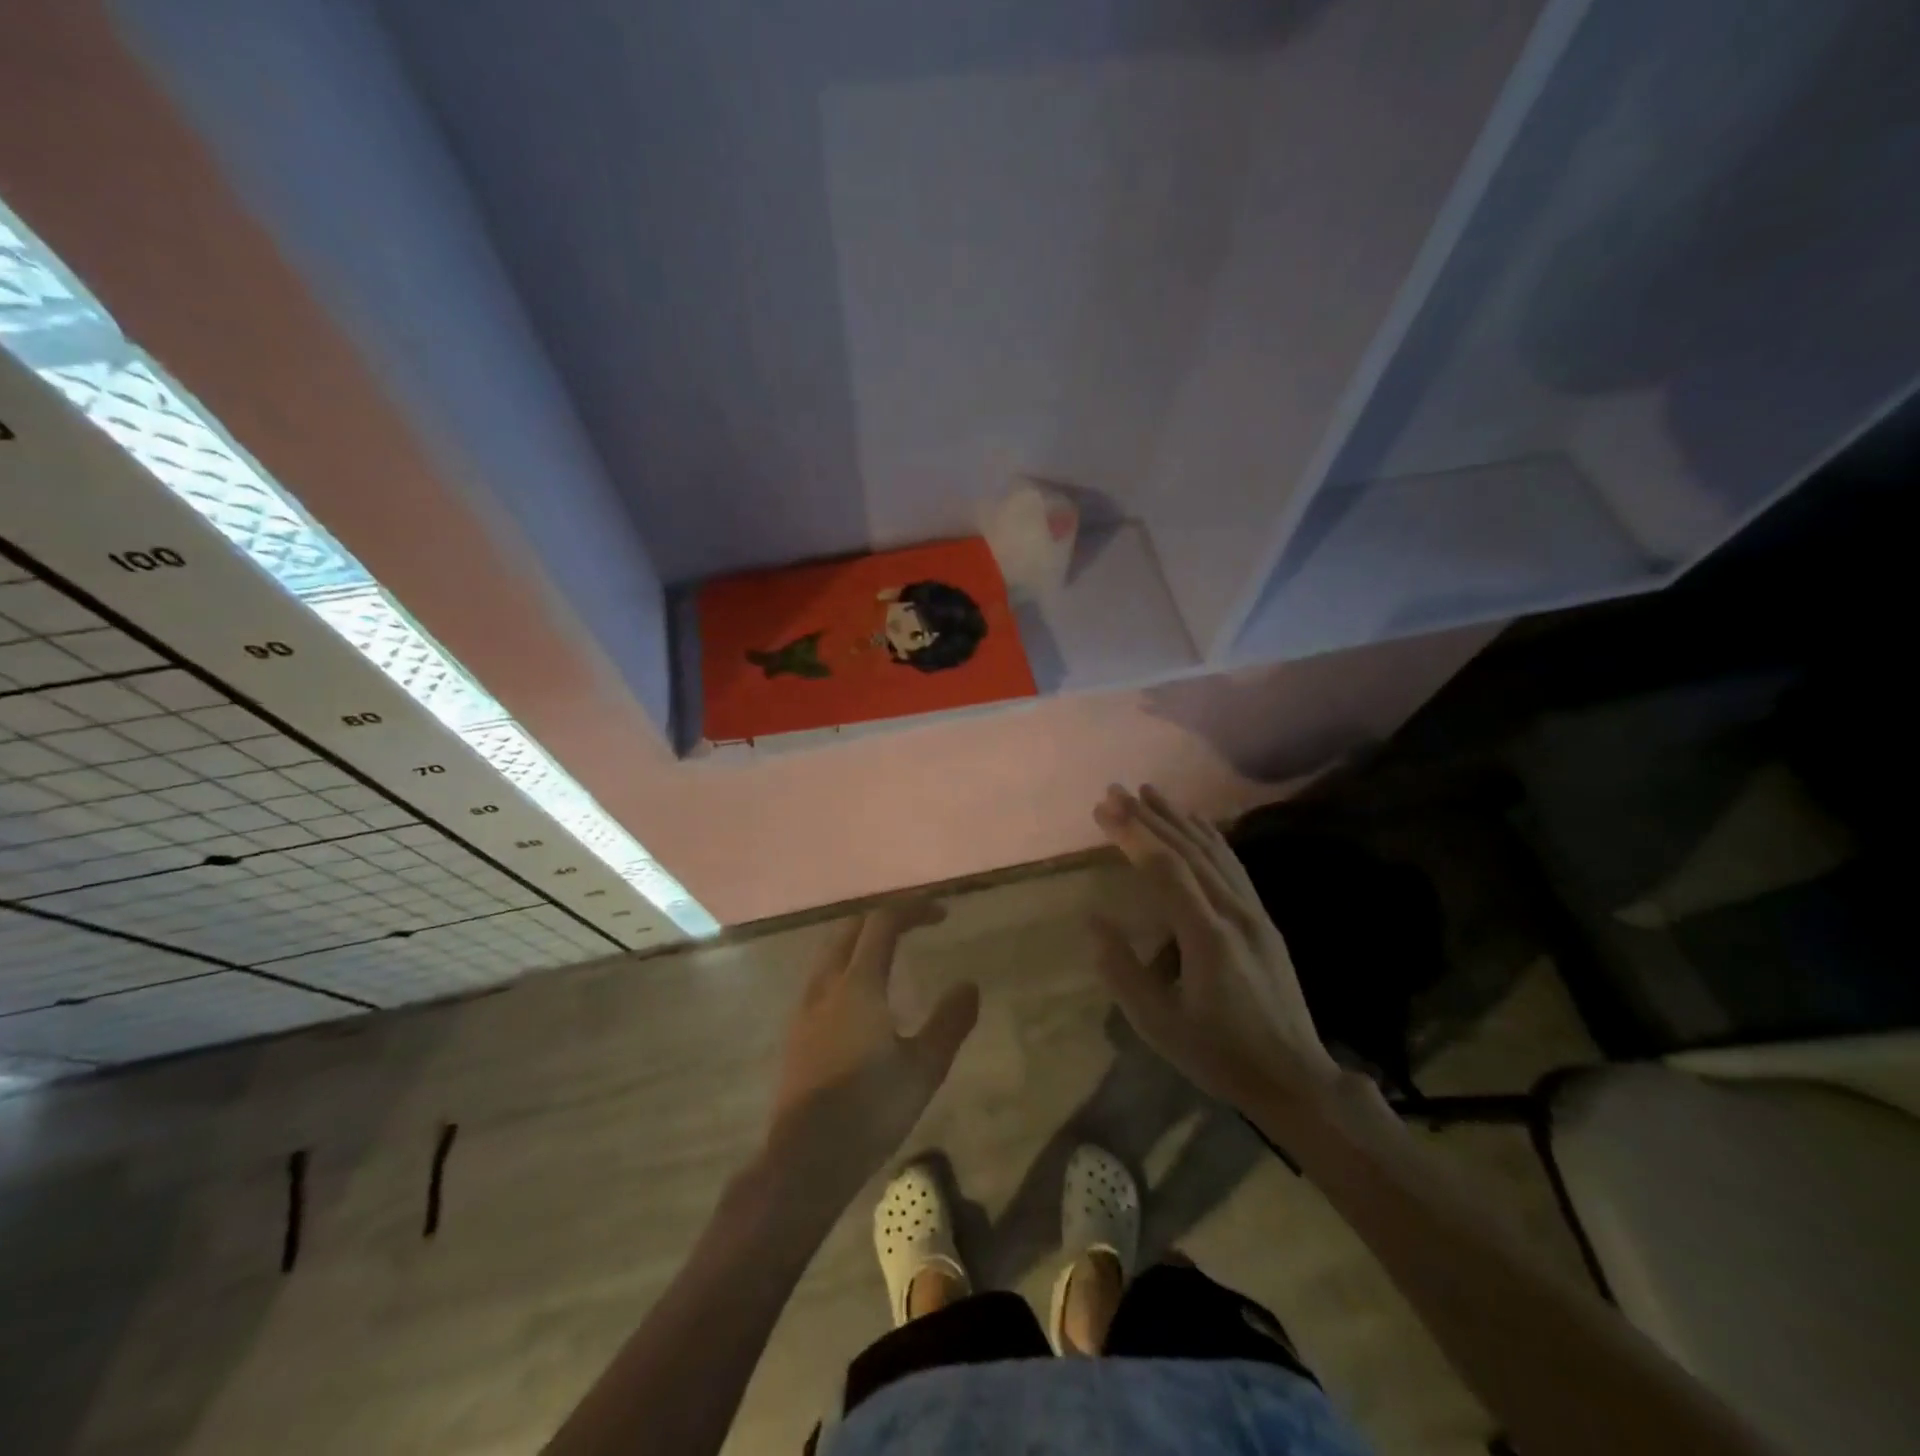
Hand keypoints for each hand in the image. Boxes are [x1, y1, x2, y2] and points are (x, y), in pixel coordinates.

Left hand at [766, 903, 978, 1196]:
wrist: (804, 1161)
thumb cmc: (869, 1110)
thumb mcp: (924, 1069)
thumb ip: (949, 1022)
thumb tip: (969, 985)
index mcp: (858, 985)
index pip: (883, 923)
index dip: (913, 909)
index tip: (942, 913)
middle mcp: (827, 986)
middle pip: (851, 929)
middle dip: (884, 917)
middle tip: (916, 924)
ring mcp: (805, 1008)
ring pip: (831, 952)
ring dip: (861, 939)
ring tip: (889, 951)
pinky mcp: (796, 1032)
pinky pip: (822, 977)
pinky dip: (845, 964)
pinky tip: (860, 995)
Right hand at [1092, 785, 1341, 1115]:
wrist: (1295, 1078)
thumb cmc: (1219, 1054)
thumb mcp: (1159, 1024)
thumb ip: (1122, 969)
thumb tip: (1093, 920)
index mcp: (1207, 936)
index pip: (1165, 869)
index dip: (1133, 835)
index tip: (1104, 809)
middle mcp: (1234, 912)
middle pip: (1188, 850)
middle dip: (1149, 816)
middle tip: (1116, 790)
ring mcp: (1254, 913)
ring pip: (1213, 851)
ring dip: (1179, 818)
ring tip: (1149, 792)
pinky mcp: (1263, 920)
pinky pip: (1233, 865)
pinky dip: (1210, 837)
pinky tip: (1197, 824)